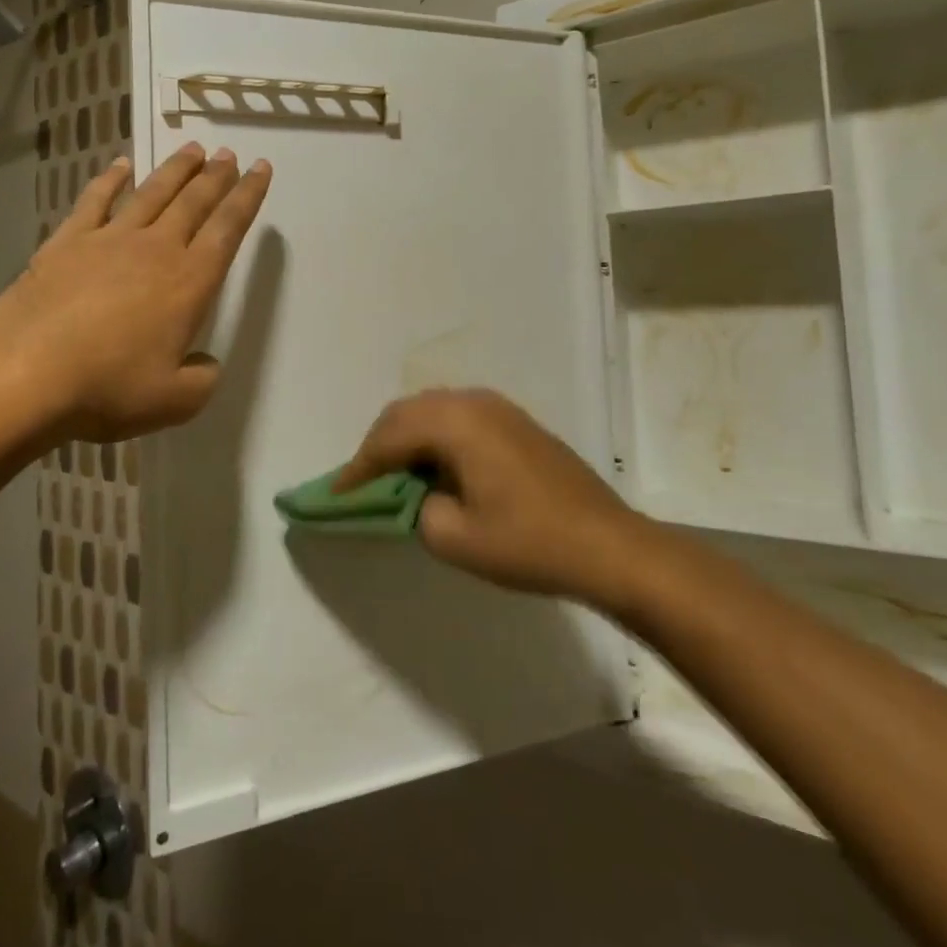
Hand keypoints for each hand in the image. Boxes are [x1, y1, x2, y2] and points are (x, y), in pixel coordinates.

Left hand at [0, 142, 270, 442]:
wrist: (25, 375)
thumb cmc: (107, 388)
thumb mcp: (174, 402)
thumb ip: (202, 379)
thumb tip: (205, 363)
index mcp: (188, 282)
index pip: (228, 229)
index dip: (247, 196)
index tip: (260, 168)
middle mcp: (155, 249)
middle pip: (193, 202)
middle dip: (216, 176)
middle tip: (229, 154)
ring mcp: (108, 240)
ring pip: (151, 193)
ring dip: (175, 169)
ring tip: (193, 150)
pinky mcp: (66, 242)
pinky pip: (94, 200)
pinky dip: (111, 179)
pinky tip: (121, 165)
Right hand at [336, 389, 645, 603]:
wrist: (608, 544)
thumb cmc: (529, 543)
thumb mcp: (457, 539)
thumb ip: (418, 510)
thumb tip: (420, 495)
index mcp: (456, 422)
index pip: (390, 437)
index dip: (359, 466)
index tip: (337, 493)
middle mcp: (474, 402)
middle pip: (407, 412)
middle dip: (379, 444)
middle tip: (362, 482)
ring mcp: (500, 408)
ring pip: (433, 410)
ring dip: (407, 437)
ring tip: (394, 474)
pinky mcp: (517, 422)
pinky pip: (459, 417)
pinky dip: (435, 437)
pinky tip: (436, 467)